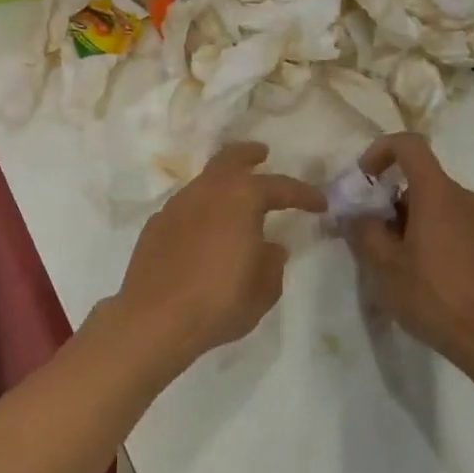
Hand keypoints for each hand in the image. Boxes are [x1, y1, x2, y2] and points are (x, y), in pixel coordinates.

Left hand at [113, 142, 325, 373]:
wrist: (154, 319)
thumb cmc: (218, 302)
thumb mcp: (262, 291)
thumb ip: (272, 263)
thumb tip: (272, 246)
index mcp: (241, 198)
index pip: (280, 186)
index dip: (303, 194)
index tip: (320, 203)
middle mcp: (207, 191)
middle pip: (231, 159)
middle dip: (249, 154)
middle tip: (263, 153)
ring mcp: (177, 204)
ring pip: (205, 180)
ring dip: (223, 183)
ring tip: (236, 199)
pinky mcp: (156, 224)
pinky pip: (186, 205)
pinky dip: (202, 208)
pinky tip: (205, 229)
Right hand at [344, 133, 473, 378]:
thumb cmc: (436, 297)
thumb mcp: (384, 267)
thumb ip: (363, 232)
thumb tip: (355, 213)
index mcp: (438, 193)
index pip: (409, 145)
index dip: (380, 151)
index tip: (364, 180)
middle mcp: (464, 198)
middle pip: (421, 180)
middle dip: (390, 200)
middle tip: (372, 236)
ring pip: (437, 205)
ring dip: (411, 221)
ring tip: (396, 263)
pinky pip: (455, 226)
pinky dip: (433, 236)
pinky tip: (425, 277)